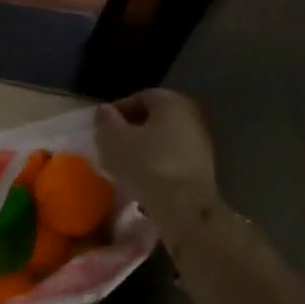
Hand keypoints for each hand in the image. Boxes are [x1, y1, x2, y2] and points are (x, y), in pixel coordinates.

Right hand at [96, 89, 224, 243]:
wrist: (185, 206)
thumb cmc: (146, 165)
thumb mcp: (114, 141)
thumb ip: (106, 122)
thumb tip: (105, 111)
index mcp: (171, 102)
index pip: (140, 97)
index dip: (117, 110)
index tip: (102, 128)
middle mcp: (191, 114)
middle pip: (154, 117)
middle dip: (131, 128)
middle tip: (111, 144)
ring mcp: (200, 140)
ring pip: (163, 137)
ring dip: (143, 146)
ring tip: (123, 163)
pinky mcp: (203, 165)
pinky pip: (172, 155)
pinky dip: (156, 161)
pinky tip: (142, 176)